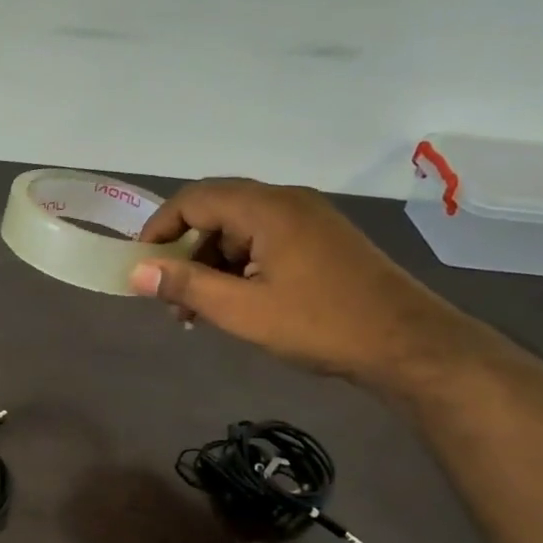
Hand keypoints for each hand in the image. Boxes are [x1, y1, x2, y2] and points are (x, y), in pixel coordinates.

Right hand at [128, 178, 468, 384]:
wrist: (407, 343)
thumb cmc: (319, 324)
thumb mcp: (242, 310)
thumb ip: (185, 286)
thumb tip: (136, 272)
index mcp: (267, 208)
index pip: (194, 199)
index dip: (160, 229)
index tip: (141, 266)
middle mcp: (287, 202)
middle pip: (216, 213)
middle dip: (185, 254)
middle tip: (169, 298)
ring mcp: (308, 221)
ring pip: (239, 231)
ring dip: (211, 266)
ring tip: (198, 312)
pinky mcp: (320, 242)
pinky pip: (263, 243)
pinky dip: (238, 268)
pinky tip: (234, 305)